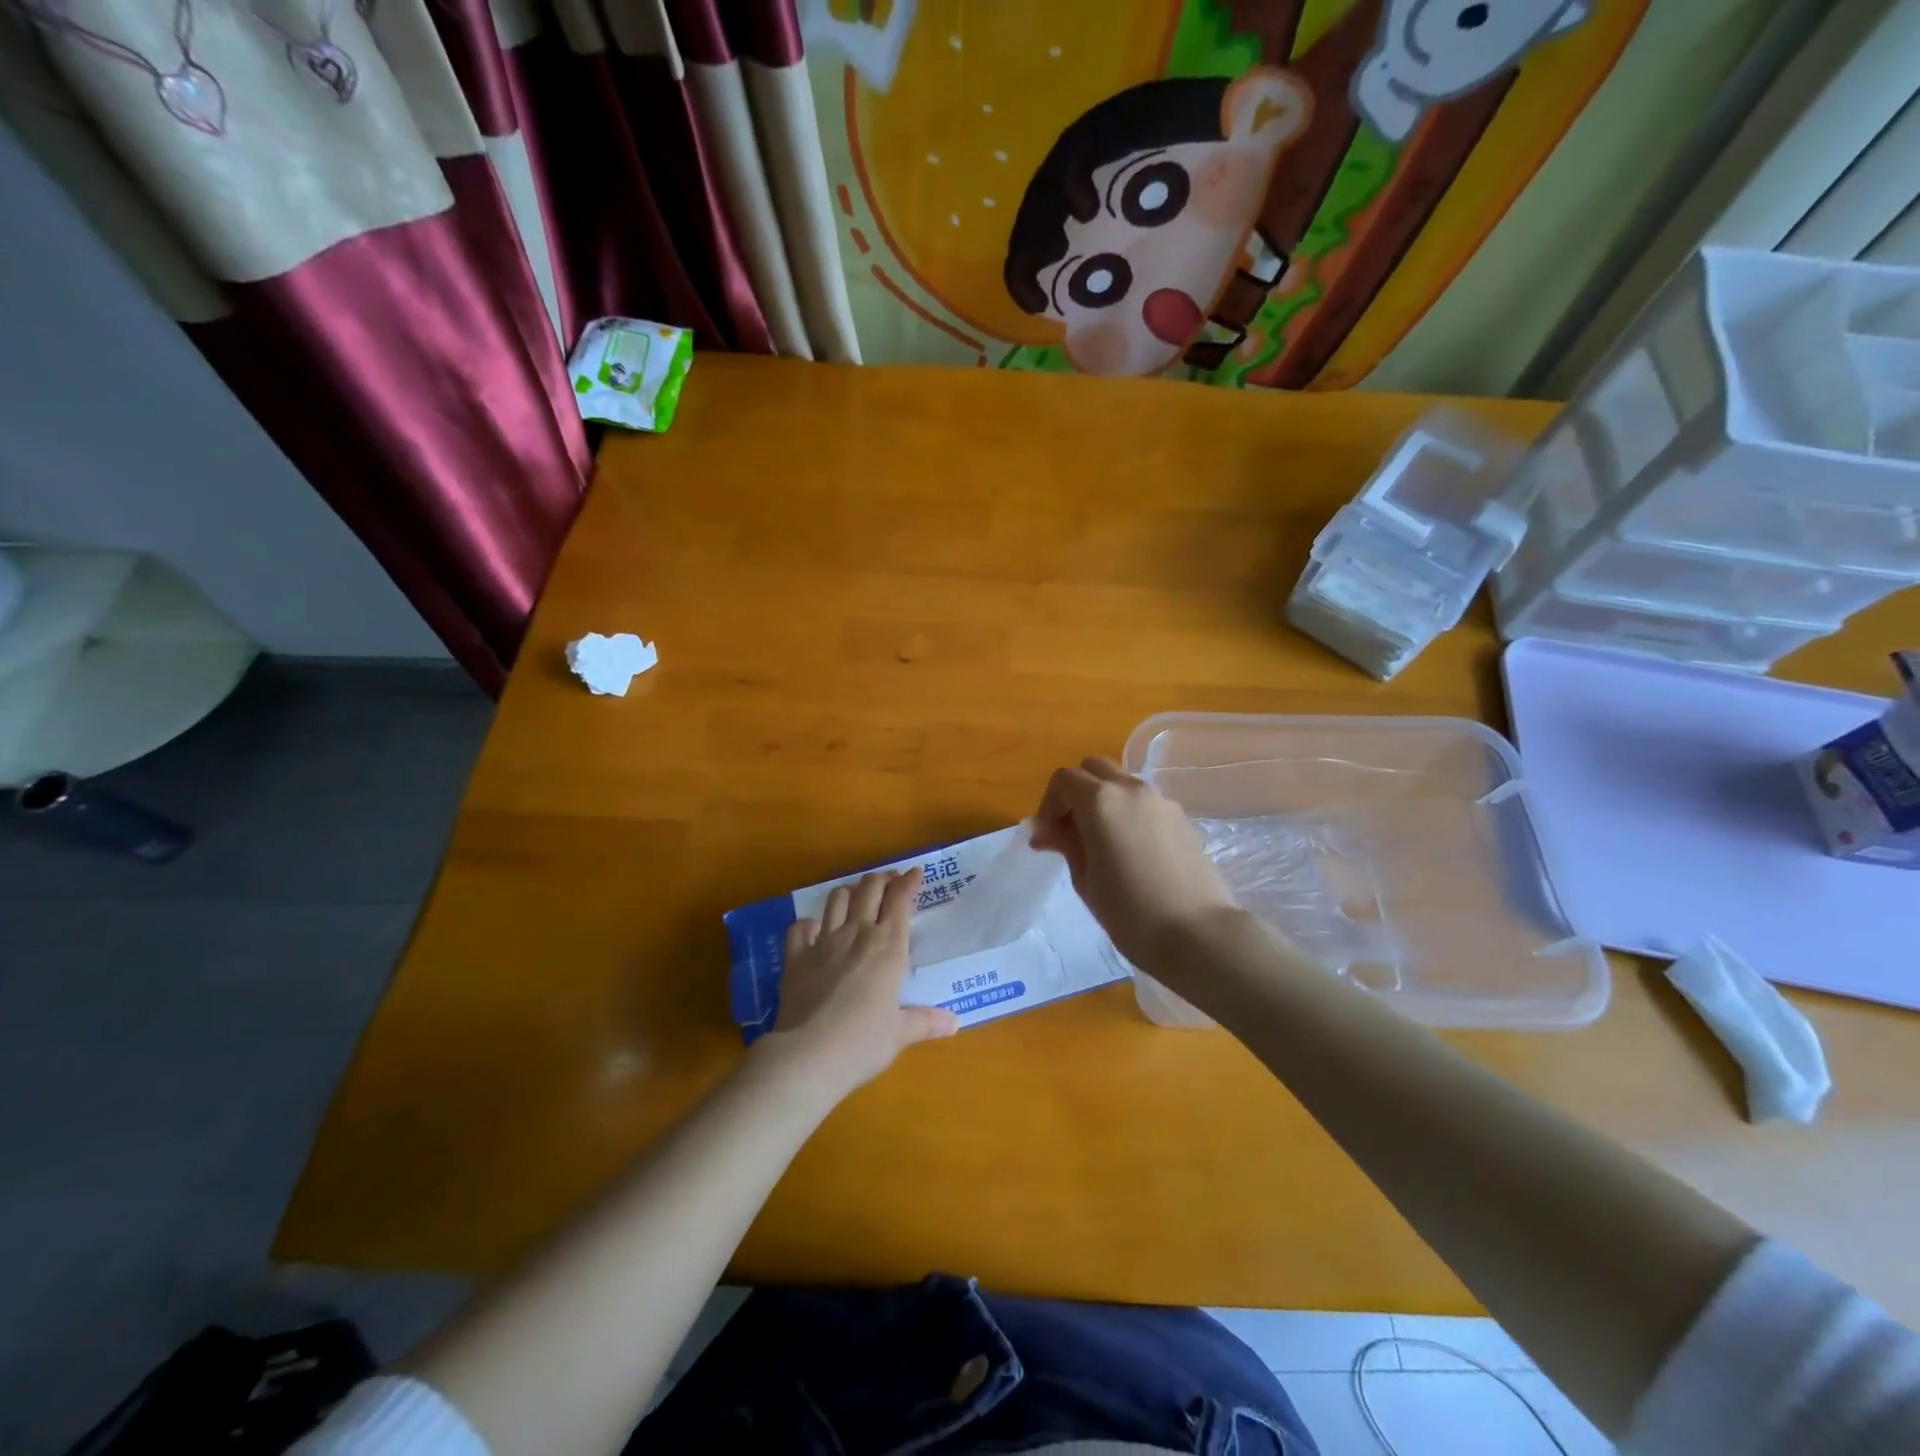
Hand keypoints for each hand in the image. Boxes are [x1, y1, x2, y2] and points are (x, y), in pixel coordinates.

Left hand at [762, 867, 958, 1096]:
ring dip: (849, 893)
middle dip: (881, 880)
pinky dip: (809, 924)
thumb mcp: (900, 1034)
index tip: (915, 872)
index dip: (908, 882)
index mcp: (887, 947)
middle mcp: (856, 934)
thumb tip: (954, 1023)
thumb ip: (925, 1022)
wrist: (809, 1054)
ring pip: (836, 899)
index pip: (900, 900)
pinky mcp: (795, 957)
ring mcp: (823, 942)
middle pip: (869, 889)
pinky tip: (814, 931)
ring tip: (856, 899)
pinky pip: (800, 927)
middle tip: (889, 883)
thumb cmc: (863, 1043)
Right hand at [1031, 758, 1239, 970]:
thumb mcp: (1085, 879)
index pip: (1063, 780)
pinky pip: (1144, 802)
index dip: (1048, 805)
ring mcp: (1161, 801)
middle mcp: (1131, 789)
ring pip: (1122, 783)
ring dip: (1104, 801)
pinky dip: (1128, 813)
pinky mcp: (1181, 818)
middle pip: (1094, 769)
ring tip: (1101, 843)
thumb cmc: (1130, 912)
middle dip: (1076, 792)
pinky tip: (1130, 851)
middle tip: (1070, 831)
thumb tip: (1048, 830)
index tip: (1047, 839)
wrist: (1198, 934)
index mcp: (1101, 801)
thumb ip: (1066, 843)